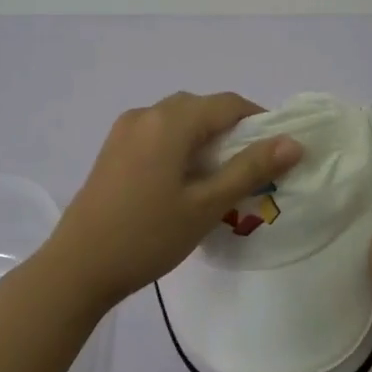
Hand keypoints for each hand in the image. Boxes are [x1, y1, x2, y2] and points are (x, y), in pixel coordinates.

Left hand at [44, 92, 304, 309]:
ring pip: (177, 120)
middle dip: (231, 130)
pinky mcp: (112, 150)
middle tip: (251, 169)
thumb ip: (249, 169)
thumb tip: (292, 142)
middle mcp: (145, 114)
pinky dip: (179, 145)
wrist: (78, 267)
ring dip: (204, 138)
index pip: (227, 104)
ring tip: (220, 177)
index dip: (258, 121)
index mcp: (169, 121)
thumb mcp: (206, 205)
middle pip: (200, 108)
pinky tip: (184, 181)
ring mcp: (123, 131)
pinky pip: (156, 134)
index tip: (277, 152)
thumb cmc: (148, 236)